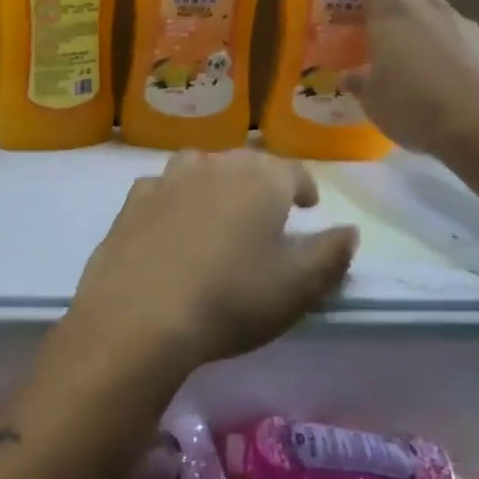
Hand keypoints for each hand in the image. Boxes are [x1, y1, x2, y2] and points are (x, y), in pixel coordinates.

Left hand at [66, 150, 358, 375]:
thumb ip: (331, 254)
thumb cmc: (231, 300)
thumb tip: (348, 231)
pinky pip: (159, 188)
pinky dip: (172, 198)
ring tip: (217, 209)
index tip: (308, 205)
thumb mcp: (299, 287)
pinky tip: (170, 222)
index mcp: (260, 179)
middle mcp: (212, 167)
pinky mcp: (130, 204)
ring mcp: (165, 181)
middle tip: (265, 210)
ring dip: (213, 181)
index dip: (304, 187)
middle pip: (243, 163)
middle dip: (260, 181)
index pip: (292, 171)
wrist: (140, 316)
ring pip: (197, 166)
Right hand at [331, 0, 478, 153]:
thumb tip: (352, 76)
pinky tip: (426, 77)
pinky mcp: (476, 48)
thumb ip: (362, 82)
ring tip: (399, 47)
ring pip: (432, 3)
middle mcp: (426, 8)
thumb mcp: (373, 98)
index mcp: (391, 14)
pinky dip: (432, 49)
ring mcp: (457, 24)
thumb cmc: (415, 105)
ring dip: (417, 8)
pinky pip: (445, 40)